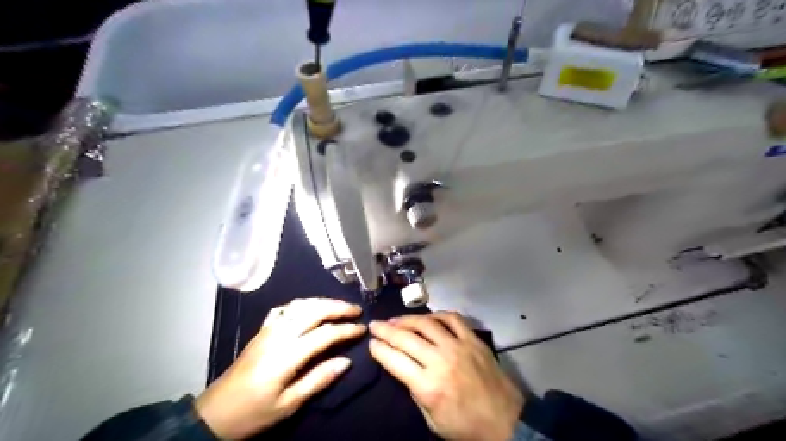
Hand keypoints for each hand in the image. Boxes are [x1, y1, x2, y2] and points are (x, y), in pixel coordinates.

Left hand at [196, 298, 368, 438]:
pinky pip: (284, 308)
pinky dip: (302, 303)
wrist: (214, 413)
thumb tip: (346, 361)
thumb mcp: (288, 405)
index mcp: (286, 354)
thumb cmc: (253, 412)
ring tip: (339, 306)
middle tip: (356, 310)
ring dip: (322, 302)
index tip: (363, 328)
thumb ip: (318, 379)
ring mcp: (268, 329)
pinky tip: (309, 307)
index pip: (324, 334)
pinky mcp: (261, 330)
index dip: (346, 329)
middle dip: (338, 308)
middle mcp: (279, 335)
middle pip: (313, 311)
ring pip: (300, 305)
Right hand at [367, 312, 519, 439]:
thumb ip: (415, 391)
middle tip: (375, 324)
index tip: (371, 343)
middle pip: (406, 338)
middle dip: (386, 330)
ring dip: (407, 319)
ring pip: (426, 324)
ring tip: (395, 319)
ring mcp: (458, 347)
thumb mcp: (432, 420)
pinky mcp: (473, 340)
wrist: (506, 422)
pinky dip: (437, 315)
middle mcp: (440, 361)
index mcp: (428, 386)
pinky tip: (428, 318)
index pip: (395, 360)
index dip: (379, 350)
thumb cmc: (466, 427)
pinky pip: (452, 318)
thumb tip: (403, 368)